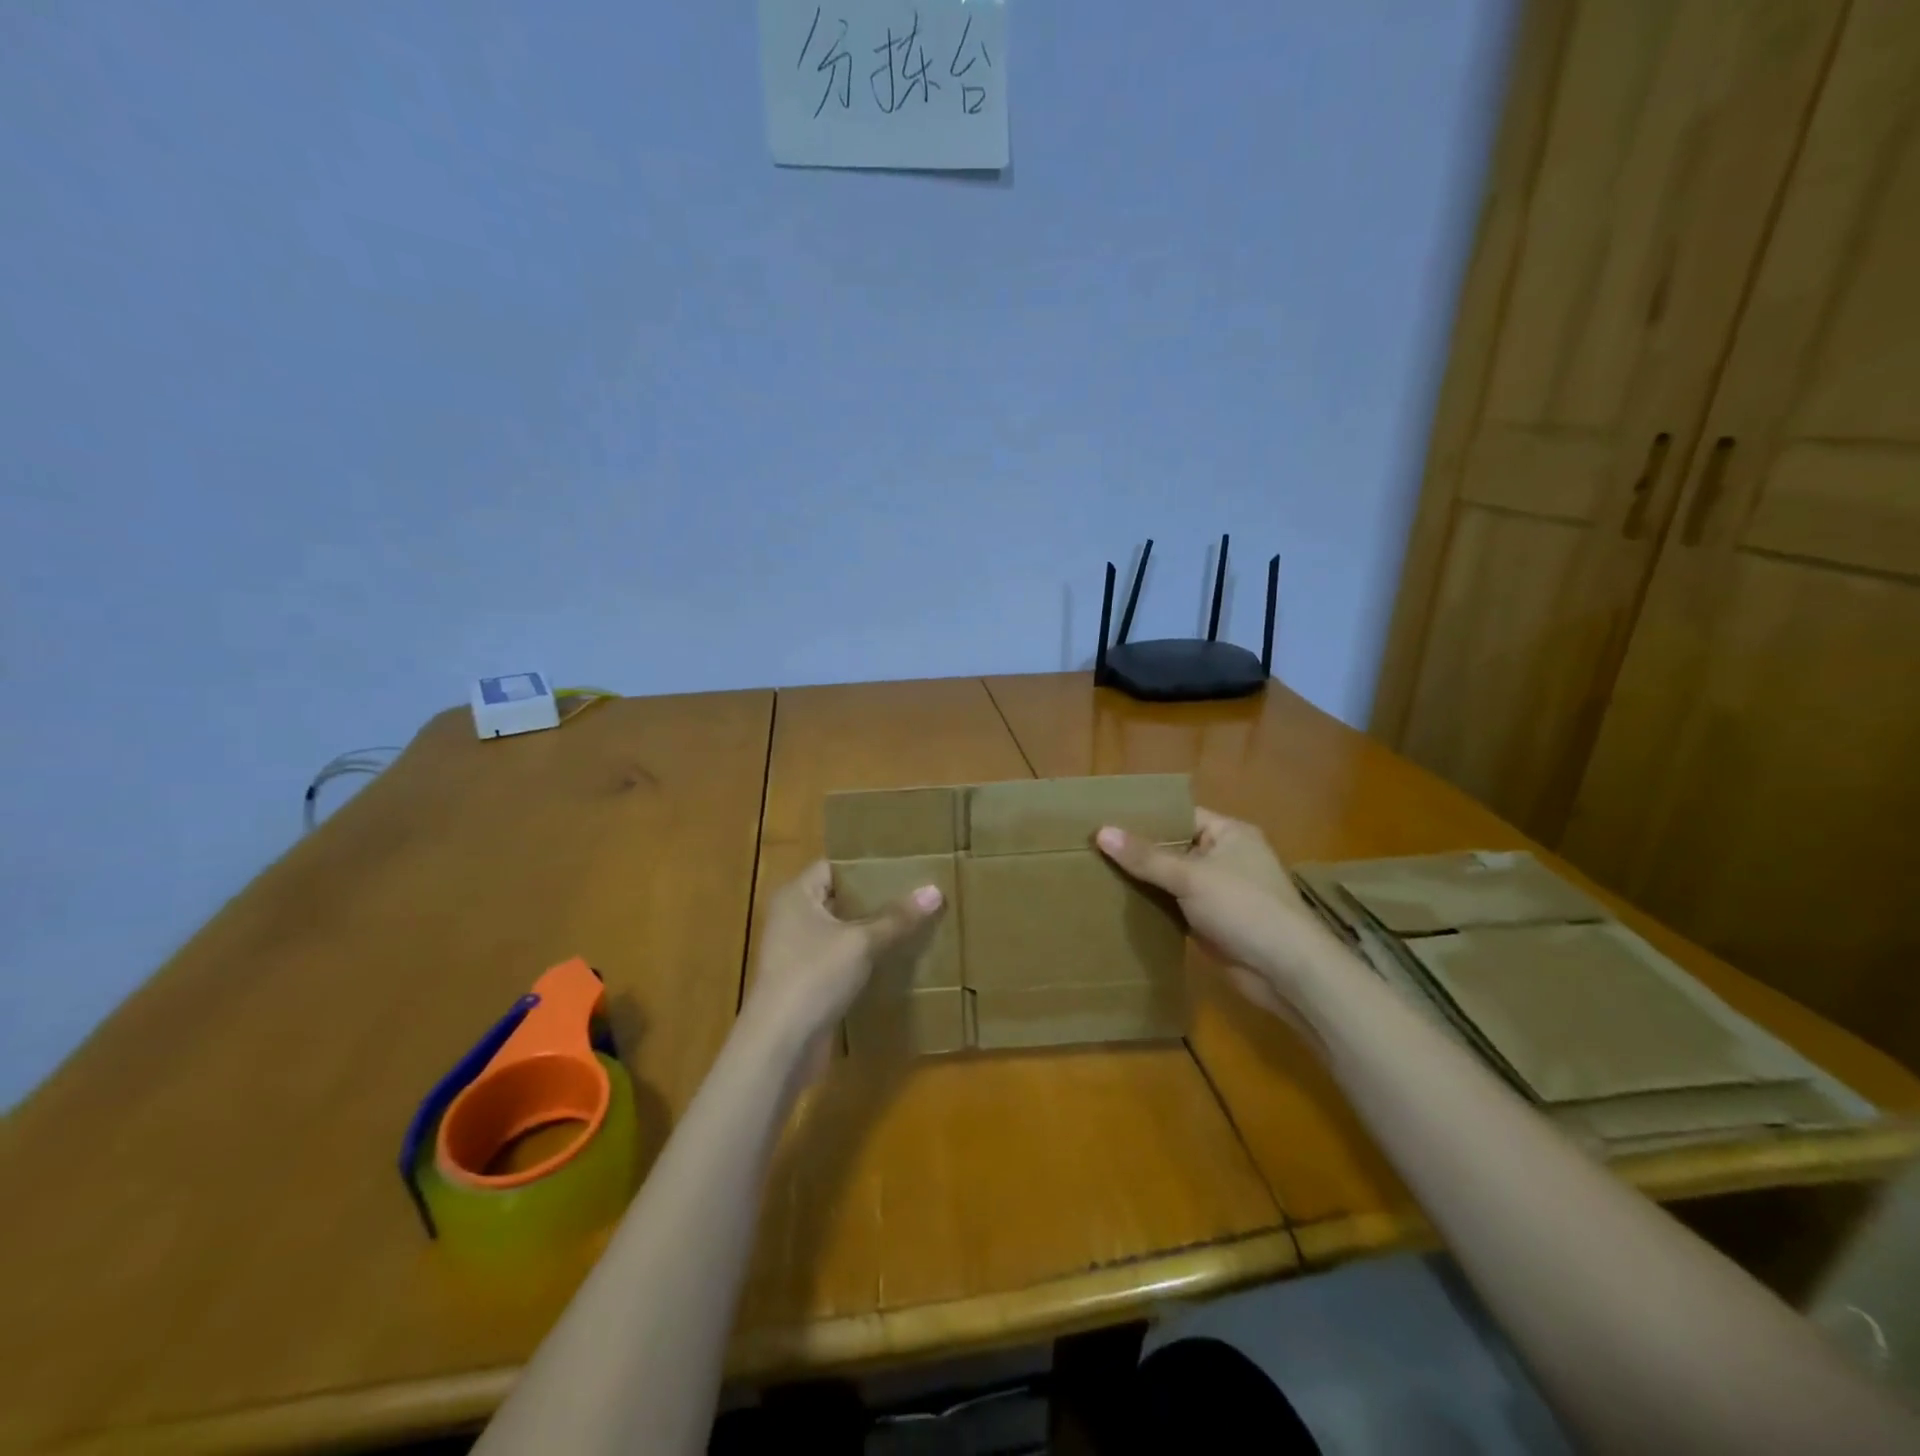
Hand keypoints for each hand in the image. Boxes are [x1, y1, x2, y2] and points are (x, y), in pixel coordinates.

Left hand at [741, 861, 943, 1054]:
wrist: (781, 1043)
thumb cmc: (815, 975)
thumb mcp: (861, 942)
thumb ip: (897, 918)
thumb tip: (935, 890)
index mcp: (797, 895)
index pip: (833, 866)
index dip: (866, 865)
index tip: (903, 864)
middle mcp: (792, 917)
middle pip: (839, 898)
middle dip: (875, 897)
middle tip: (915, 890)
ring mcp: (797, 952)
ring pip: (841, 931)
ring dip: (871, 929)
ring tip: (912, 920)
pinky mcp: (807, 982)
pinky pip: (841, 959)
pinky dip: (864, 957)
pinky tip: (895, 957)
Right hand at [1096, 808, 1330, 1018]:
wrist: (1287, 971)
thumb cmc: (1244, 908)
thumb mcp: (1190, 877)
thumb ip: (1145, 856)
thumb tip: (1101, 832)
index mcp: (1229, 833)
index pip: (1179, 816)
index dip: (1144, 818)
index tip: (1105, 821)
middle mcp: (1225, 857)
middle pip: (1174, 848)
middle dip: (1138, 852)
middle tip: (1093, 849)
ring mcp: (1220, 892)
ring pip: (1173, 880)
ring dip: (1144, 882)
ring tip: (1097, 873)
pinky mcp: (1213, 922)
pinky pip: (1176, 906)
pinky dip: (1155, 907)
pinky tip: (1120, 905)